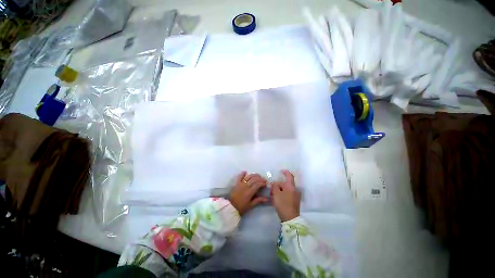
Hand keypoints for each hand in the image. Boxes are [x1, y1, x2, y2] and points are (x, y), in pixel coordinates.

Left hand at [230, 171, 268, 214]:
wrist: (230, 207)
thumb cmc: (241, 207)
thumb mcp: (251, 205)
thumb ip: (258, 200)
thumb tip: (267, 198)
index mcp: (250, 192)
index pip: (258, 184)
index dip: (262, 183)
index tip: (266, 183)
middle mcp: (246, 186)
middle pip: (254, 179)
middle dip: (260, 178)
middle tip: (263, 179)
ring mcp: (241, 183)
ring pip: (248, 176)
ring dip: (254, 175)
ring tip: (258, 176)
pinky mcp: (236, 183)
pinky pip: (239, 177)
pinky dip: (242, 173)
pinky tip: (245, 172)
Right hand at [271, 170, 300, 221]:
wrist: (290, 219)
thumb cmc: (283, 204)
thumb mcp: (276, 193)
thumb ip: (274, 186)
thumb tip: (274, 183)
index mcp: (291, 186)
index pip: (289, 176)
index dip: (286, 172)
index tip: (281, 171)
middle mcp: (294, 190)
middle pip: (285, 184)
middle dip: (277, 185)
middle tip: (270, 190)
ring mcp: (295, 196)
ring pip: (285, 190)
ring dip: (278, 191)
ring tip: (272, 196)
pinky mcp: (294, 202)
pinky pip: (286, 195)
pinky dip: (281, 195)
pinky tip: (275, 200)